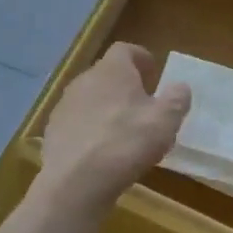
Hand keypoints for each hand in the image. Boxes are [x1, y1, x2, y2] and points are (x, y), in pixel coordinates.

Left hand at [38, 44, 190, 214]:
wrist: (74, 182)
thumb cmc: (126, 142)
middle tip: (143, 106)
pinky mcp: (52, 132)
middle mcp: (85, 80)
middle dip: (125, 87)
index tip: (153, 73)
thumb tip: (180, 87)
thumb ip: (177, 99)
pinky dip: (90, 131)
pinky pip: (77, 124)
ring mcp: (65, 106)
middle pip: (107, 75)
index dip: (140, 58)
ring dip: (107, 109)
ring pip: (91, 99)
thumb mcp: (165, 121)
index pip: (125, 50)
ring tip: (123, 133)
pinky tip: (102, 153)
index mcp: (112, 70)